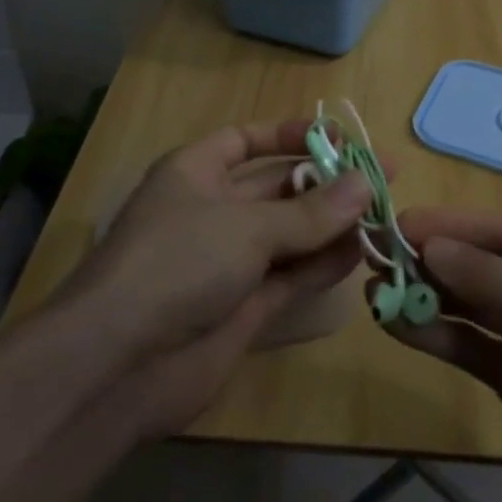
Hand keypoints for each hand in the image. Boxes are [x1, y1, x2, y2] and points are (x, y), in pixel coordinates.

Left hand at [54, 121, 372, 437]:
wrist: (120, 365)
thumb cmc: (178, 263)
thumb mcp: (246, 226)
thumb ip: (310, 210)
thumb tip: (364, 184)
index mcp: (195, 173)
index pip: (245, 140)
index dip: (289, 135)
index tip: (339, 138)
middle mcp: (212, 212)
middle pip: (276, 188)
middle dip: (325, 182)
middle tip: (382, 179)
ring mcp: (227, 262)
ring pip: (289, 234)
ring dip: (331, 225)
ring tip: (382, 215)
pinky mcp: (242, 307)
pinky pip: (290, 276)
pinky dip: (322, 265)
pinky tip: (360, 254)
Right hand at [389, 208, 501, 501]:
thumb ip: (483, 276)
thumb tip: (430, 243)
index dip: (452, 225)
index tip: (398, 223)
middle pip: (486, 265)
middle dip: (434, 261)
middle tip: (377, 256)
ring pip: (474, 305)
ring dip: (428, 297)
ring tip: (375, 291)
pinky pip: (472, 345)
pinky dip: (437, 334)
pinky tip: (396, 325)